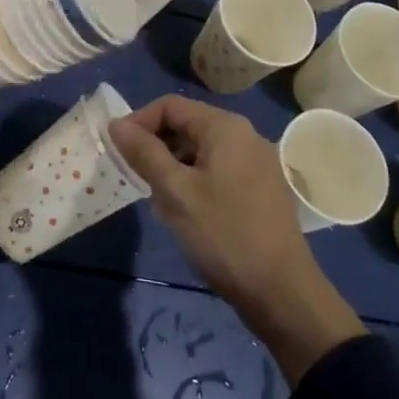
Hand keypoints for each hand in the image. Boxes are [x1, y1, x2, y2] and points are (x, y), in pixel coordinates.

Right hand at [110, 96, 363, 383]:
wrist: (282, 292)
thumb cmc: (224, 235)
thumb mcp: (176, 193)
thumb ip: (145, 153)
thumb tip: (116, 124)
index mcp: (225, 127)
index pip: (170, 106)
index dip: (139, 122)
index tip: (118, 150)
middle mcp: (245, 135)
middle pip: (187, 125)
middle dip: (156, 148)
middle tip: (136, 179)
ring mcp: (257, 162)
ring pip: (201, 151)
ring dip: (174, 168)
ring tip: (159, 202)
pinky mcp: (262, 188)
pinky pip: (218, 170)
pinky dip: (195, 182)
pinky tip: (186, 213)